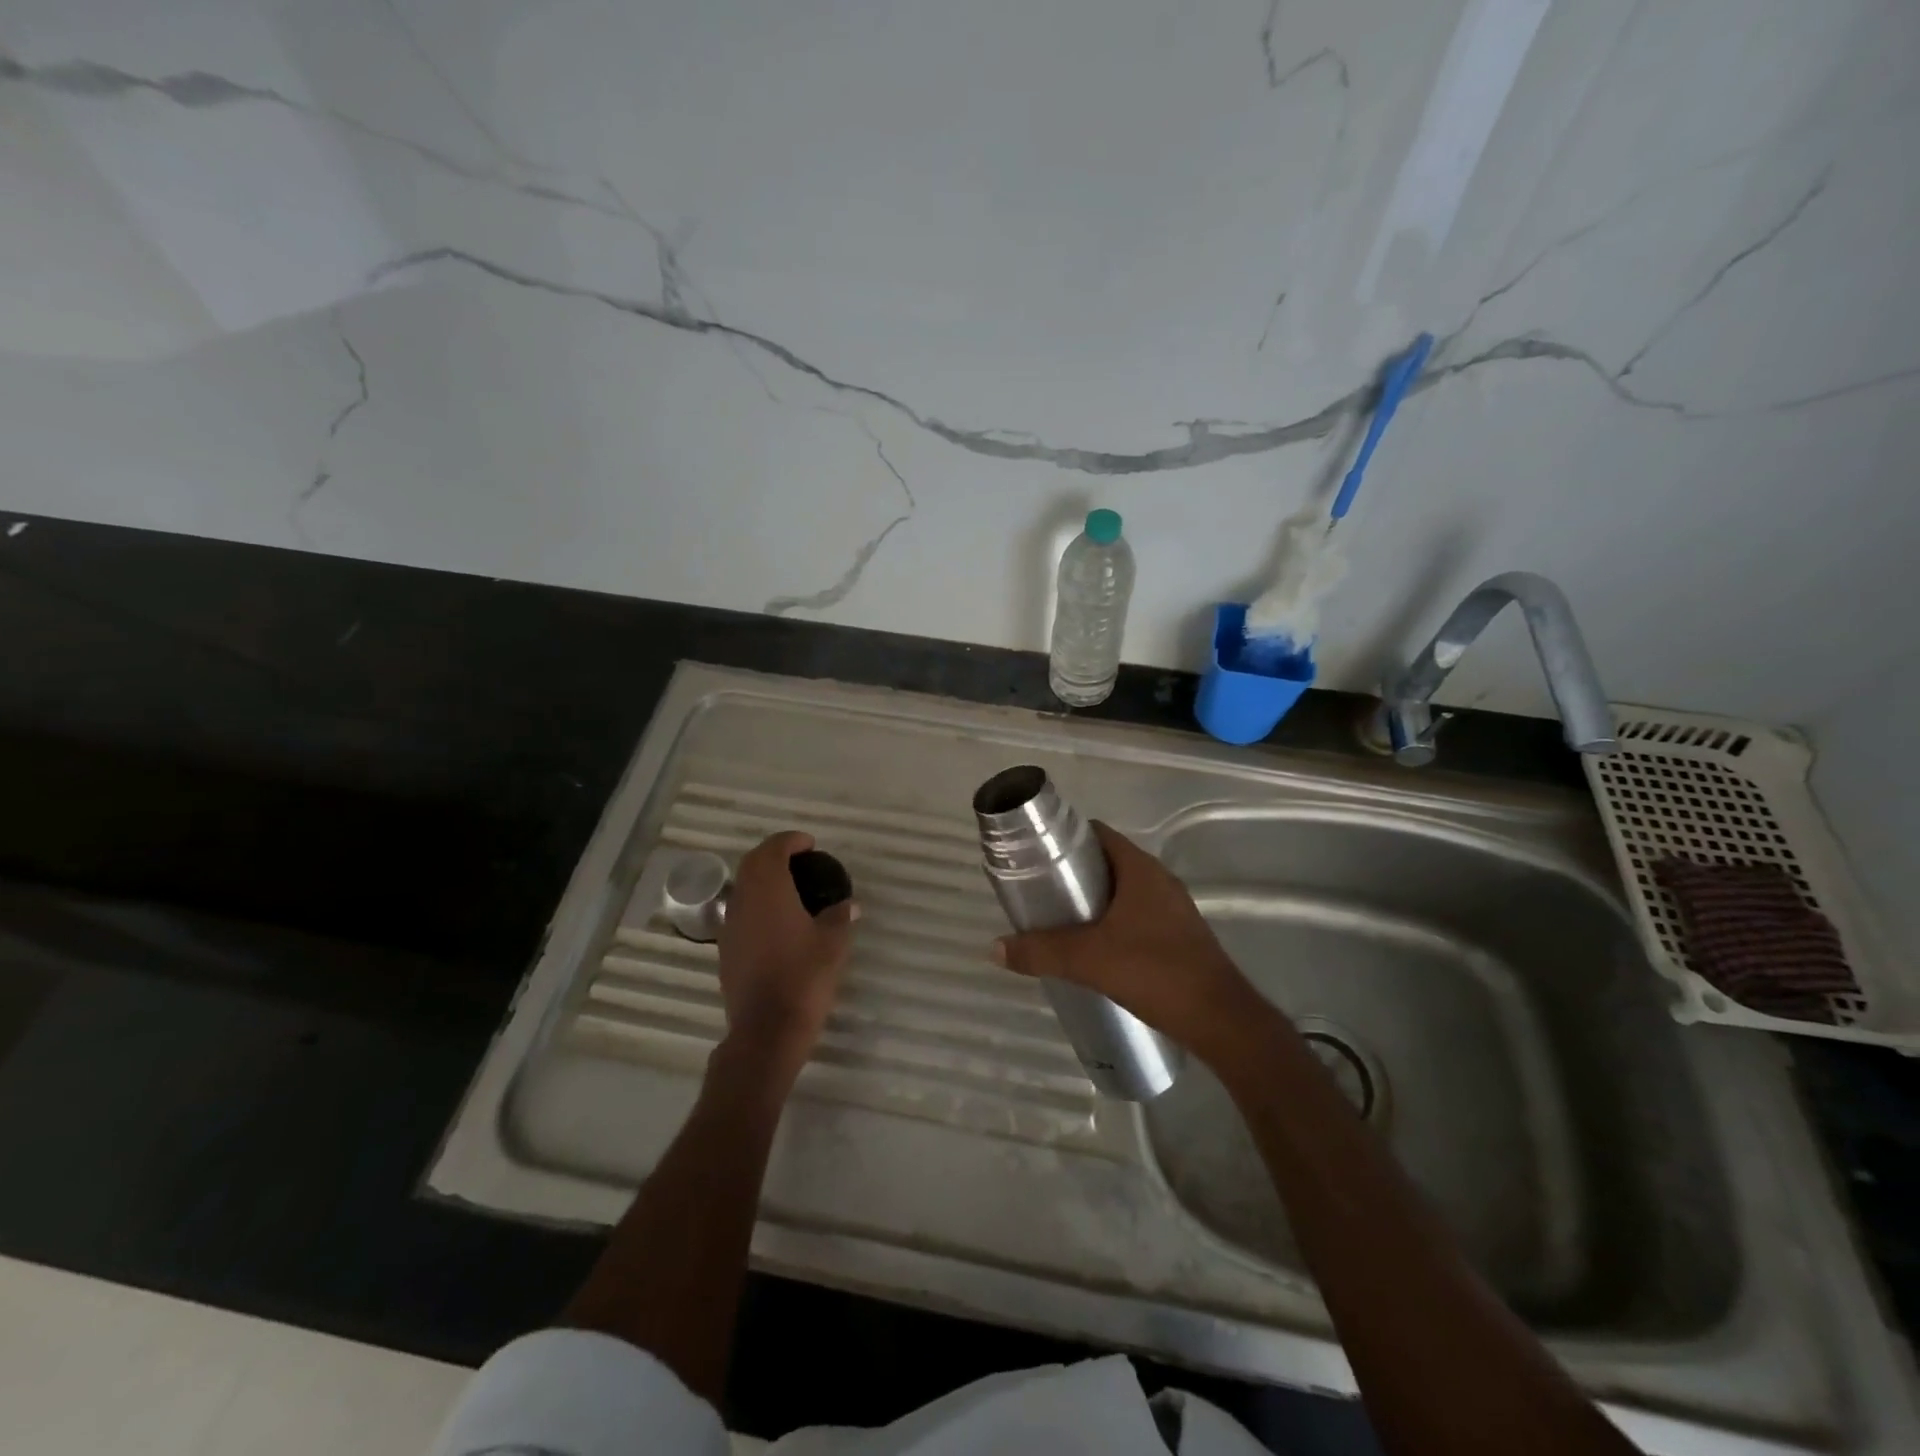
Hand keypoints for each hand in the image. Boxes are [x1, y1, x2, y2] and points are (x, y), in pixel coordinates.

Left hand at [717, 831, 857, 1078]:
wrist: (767, 1030)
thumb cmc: (803, 978)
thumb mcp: (833, 944)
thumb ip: (840, 917)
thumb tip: (849, 904)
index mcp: (769, 891)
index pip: (772, 850)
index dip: (790, 841)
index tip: (810, 844)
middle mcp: (743, 902)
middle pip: (752, 864)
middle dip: (774, 855)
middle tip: (800, 859)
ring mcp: (730, 927)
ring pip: (743, 889)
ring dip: (763, 880)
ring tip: (791, 889)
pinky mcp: (727, 951)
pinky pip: (741, 913)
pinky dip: (758, 905)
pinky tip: (779, 922)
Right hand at [992, 821, 1263, 1061]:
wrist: (1220, 1020)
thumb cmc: (1155, 972)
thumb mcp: (1088, 960)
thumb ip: (1040, 951)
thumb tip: (994, 948)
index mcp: (1141, 870)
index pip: (1099, 834)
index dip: (1066, 838)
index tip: (1037, 855)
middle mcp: (1159, 880)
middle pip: (1108, 862)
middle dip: (1074, 874)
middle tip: (1041, 892)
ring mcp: (1173, 909)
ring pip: (1123, 892)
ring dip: (1094, 901)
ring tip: (1060, 922)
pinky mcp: (1179, 936)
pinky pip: (1137, 915)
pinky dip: (1113, 922)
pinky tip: (1095, 950)